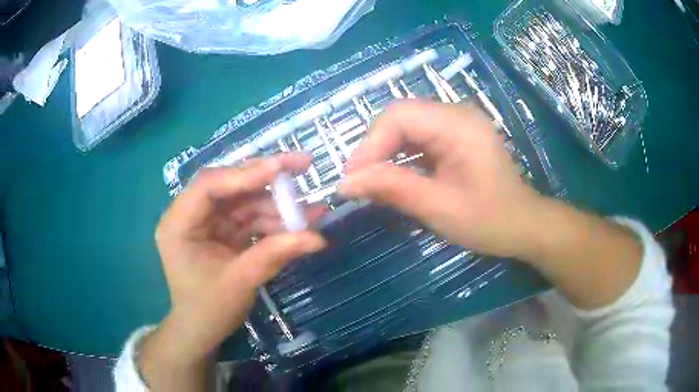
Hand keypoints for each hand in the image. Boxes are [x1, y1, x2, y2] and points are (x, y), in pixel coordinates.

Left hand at [140, 154, 325, 389]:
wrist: (201, 331)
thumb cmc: (209, 310)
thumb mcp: (240, 282)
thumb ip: (275, 254)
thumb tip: (318, 237)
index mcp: (179, 223)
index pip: (208, 185)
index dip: (245, 173)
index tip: (283, 168)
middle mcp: (190, 215)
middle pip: (229, 185)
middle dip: (267, 178)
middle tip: (303, 164)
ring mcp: (208, 222)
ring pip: (244, 200)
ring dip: (277, 205)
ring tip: (313, 211)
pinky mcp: (222, 231)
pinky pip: (250, 218)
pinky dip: (274, 221)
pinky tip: (300, 224)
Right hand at [341, 100, 641, 309]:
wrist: (524, 225)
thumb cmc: (490, 220)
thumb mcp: (439, 207)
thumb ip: (392, 189)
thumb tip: (345, 184)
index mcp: (458, 124)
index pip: (399, 116)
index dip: (369, 144)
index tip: (352, 179)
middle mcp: (456, 113)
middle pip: (400, 117)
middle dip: (375, 148)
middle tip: (359, 182)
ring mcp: (457, 123)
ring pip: (406, 127)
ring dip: (386, 152)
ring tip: (372, 182)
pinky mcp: (456, 136)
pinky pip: (419, 137)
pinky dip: (401, 156)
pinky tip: (395, 177)